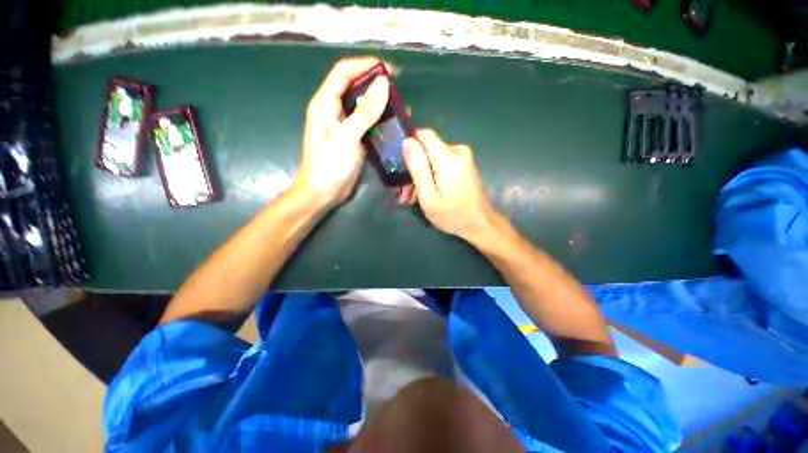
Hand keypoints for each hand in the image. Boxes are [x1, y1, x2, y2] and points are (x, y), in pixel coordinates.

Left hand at [292, 57, 390, 208]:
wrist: (323, 193)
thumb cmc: (330, 165)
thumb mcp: (347, 137)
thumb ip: (364, 112)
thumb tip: (383, 83)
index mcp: (325, 103)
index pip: (344, 72)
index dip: (365, 66)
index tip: (389, 70)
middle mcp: (334, 111)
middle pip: (354, 87)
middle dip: (375, 84)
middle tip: (398, 90)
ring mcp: (344, 126)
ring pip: (363, 106)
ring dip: (380, 104)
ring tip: (400, 107)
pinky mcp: (353, 139)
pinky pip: (368, 124)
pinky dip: (380, 121)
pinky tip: (394, 125)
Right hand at [403, 129, 498, 240]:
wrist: (480, 224)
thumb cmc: (452, 215)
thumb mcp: (428, 196)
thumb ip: (417, 168)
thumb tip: (407, 141)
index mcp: (448, 157)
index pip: (423, 134)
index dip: (408, 145)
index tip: (399, 164)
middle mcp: (457, 151)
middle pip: (427, 150)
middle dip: (413, 169)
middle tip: (404, 192)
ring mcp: (463, 157)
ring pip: (433, 158)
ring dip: (421, 176)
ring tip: (412, 198)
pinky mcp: (464, 164)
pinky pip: (442, 164)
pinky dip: (431, 176)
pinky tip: (425, 193)